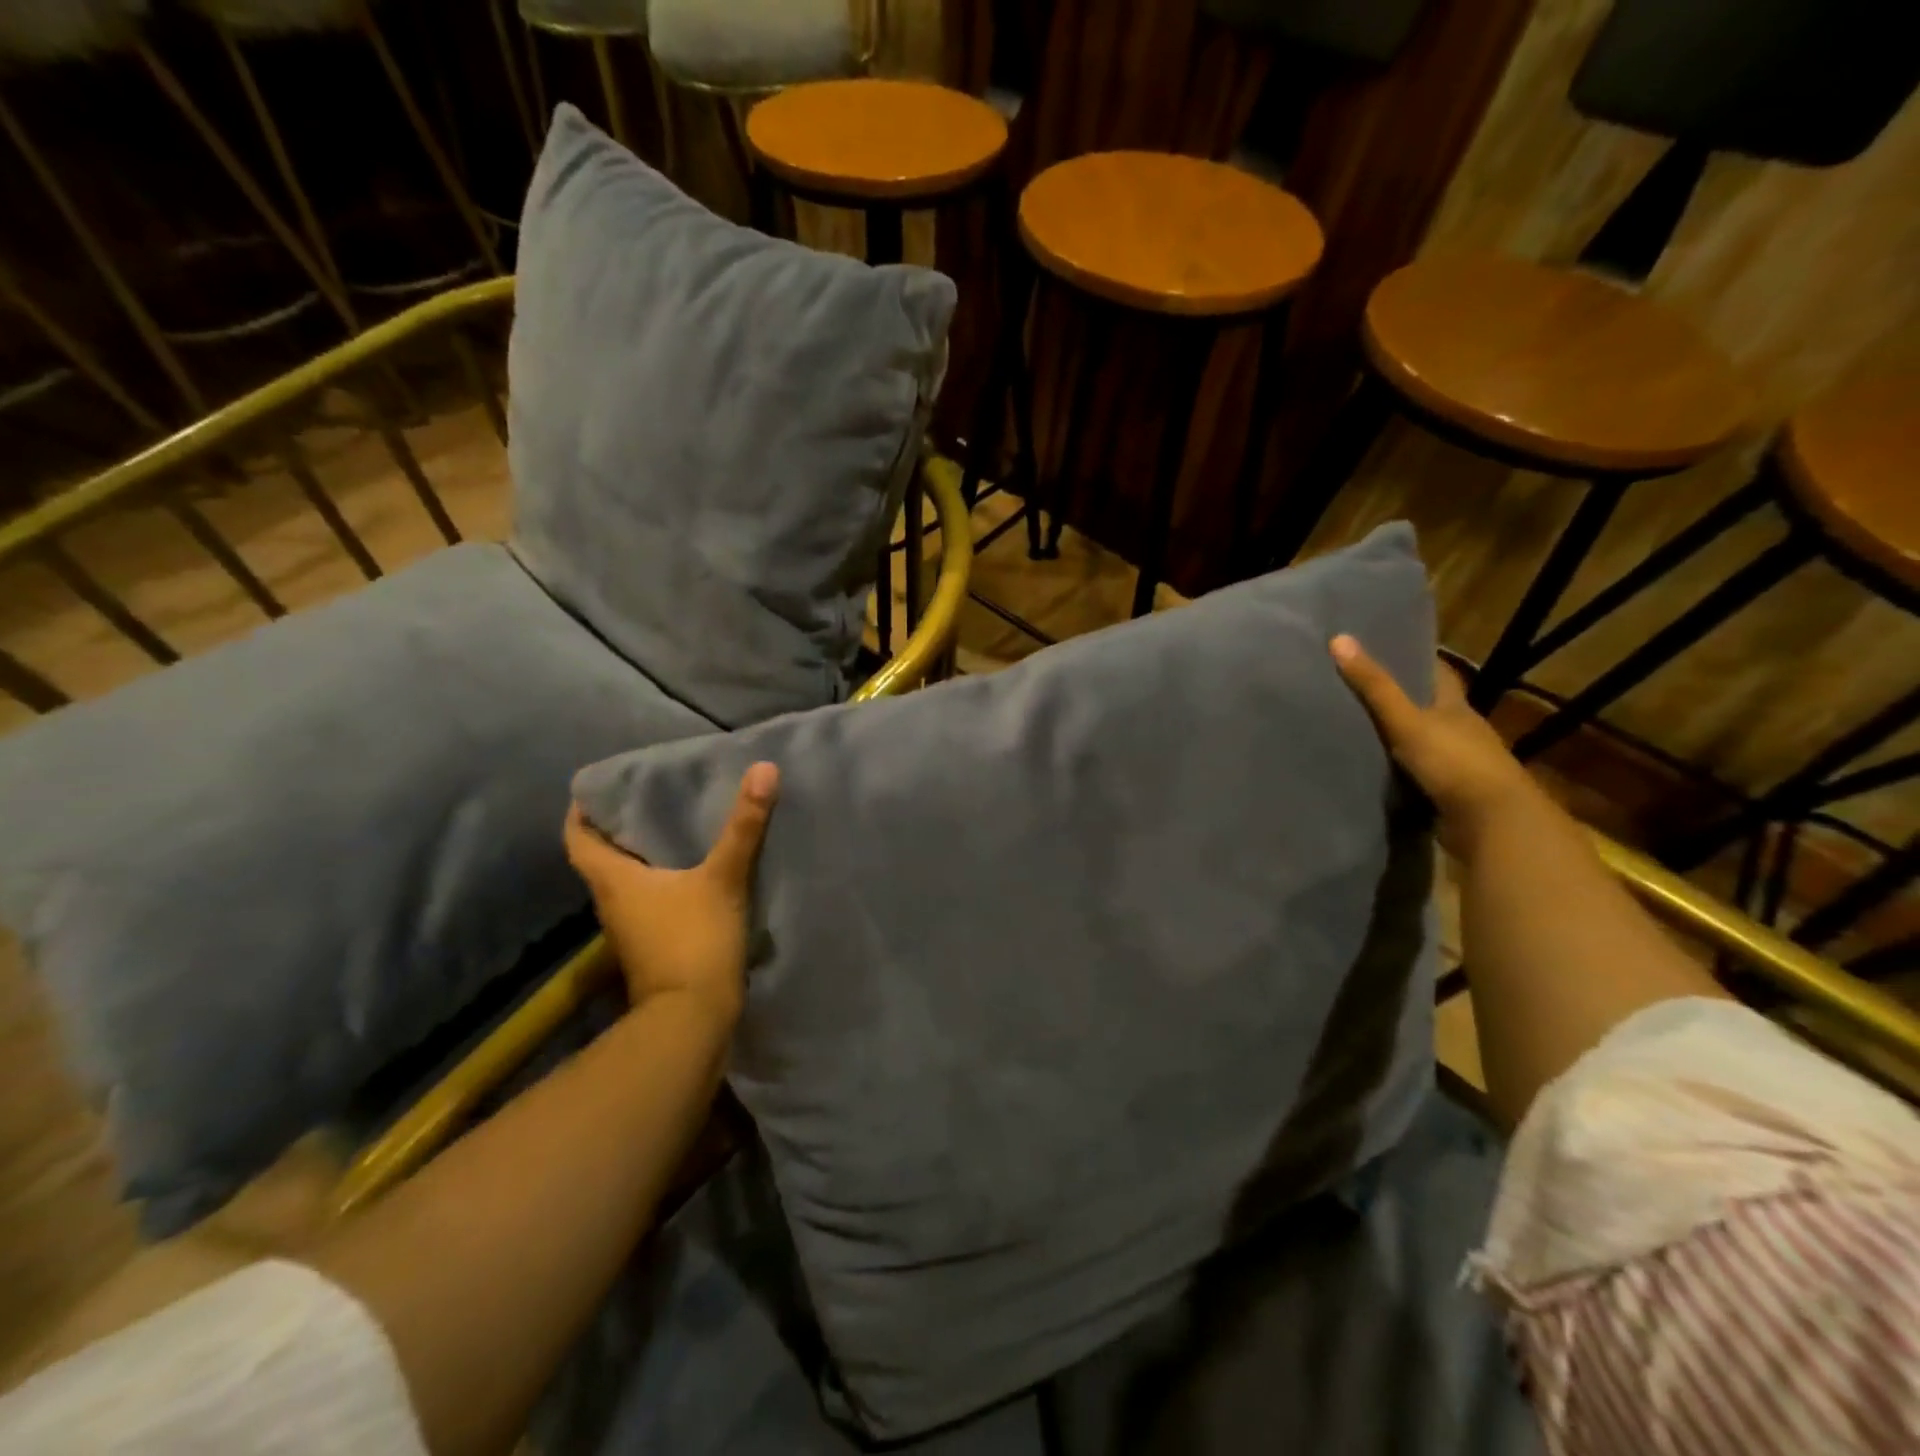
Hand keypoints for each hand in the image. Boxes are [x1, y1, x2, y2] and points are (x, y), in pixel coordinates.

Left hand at [564, 762, 779, 1026]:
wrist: (692, 1018)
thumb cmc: (694, 940)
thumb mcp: (723, 877)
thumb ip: (743, 825)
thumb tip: (763, 768)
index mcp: (613, 880)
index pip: (578, 837)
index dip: (581, 810)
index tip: (599, 786)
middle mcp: (612, 903)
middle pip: (602, 857)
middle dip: (620, 826)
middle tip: (650, 795)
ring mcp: (631, 928)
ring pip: (626, 880)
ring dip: (642, 855)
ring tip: (674, 824)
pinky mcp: (653, 945)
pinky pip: (649, 900)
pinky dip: (662, 880)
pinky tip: (693, 870)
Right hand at [1329, 636, 1541, 860]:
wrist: (1492, 824)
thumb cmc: (1454, 762)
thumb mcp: (1407, 720)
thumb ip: (1374, 686)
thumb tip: (1339, 638)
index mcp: (1456, 707)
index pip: (1439, 673)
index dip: (1416, 658)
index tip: (1385, 648)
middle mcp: (1461, 732)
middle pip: (1429, 707)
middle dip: (1400, 699)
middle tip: (1355, 688)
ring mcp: (1457, 765)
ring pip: (1421, 742)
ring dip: (1396, 738)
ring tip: (1353, 728)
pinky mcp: (1448, 794)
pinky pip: (1416, 775)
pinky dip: (1396, 771)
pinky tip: (1371, 769)